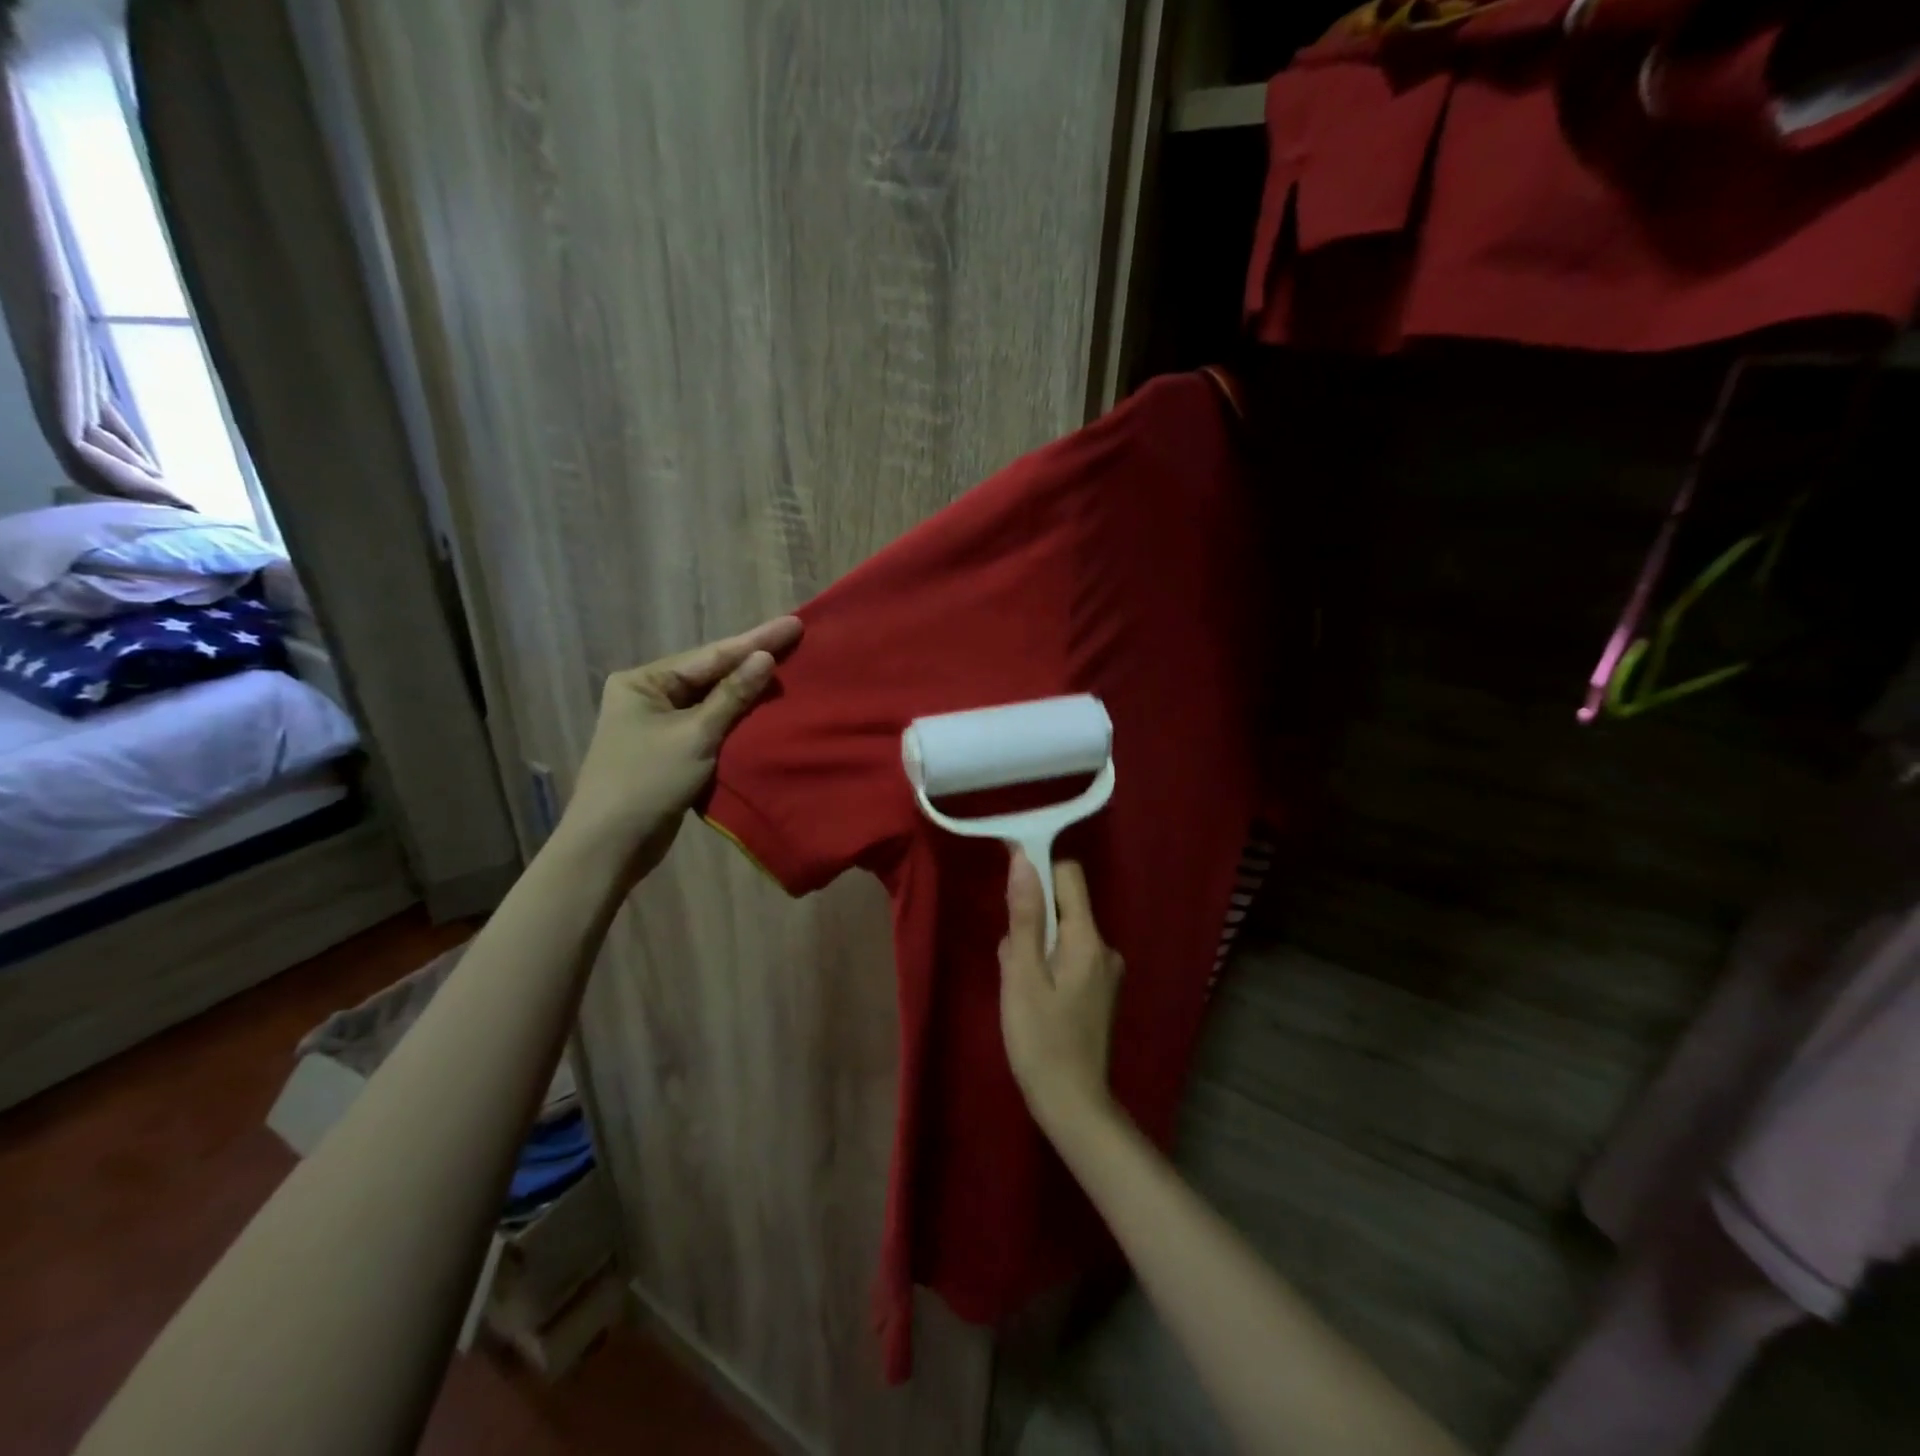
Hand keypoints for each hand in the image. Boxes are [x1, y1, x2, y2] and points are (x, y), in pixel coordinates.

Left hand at [559, 615, 802, 884]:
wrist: (610, 846)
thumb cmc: (646, 783)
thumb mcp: (695, 736)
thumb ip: (732, 696)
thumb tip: (765, 657)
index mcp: (643, 681)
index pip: (710, 656)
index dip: (755, 641)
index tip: (793, 624)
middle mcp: (648, 694)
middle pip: (710, 673)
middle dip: (752, 659)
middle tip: (795, 639)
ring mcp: (658, 722)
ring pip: (712, 699)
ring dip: (747, 689)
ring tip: (788, 668)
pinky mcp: (670, 749)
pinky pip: (710, 723)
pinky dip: (737, 717)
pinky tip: (765, 708)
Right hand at [999, 852, 1125, 1139]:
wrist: (1073, 1105)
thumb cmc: (1040, 1039)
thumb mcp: (1022, 975)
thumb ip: (1024, 916)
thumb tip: (1023, 860)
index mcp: (1088, 938)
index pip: (1068, 874)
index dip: (1038, 867)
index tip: (1008, 880)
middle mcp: (1104, 947)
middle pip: (1063, 904)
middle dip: (1031, 917)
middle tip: (1010, 958)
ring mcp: (1105, 971)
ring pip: (1061, 933)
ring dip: (1035, 945)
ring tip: (1019, 985)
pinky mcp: (1098, 990)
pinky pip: (1068, 956)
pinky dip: (1046, 964)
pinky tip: (1033, 998)